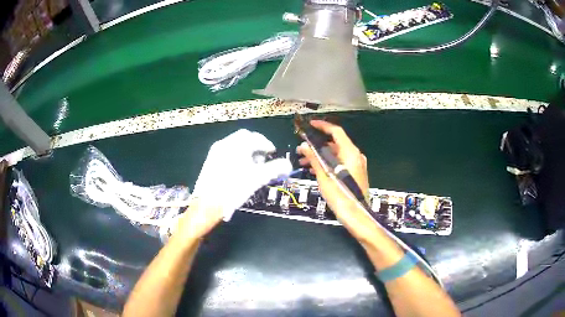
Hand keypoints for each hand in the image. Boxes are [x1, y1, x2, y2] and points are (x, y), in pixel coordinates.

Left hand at [173, 129, 291, 239]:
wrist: (208, 204)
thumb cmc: (234, 189)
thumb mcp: (258, 178)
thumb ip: (275, 168)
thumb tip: (288, 165)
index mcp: (236, 144)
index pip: (255, 137)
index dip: (266, 144)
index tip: (272, 153)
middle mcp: (224, 144)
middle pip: (244, 138)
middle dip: (256, 147)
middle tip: (263, 159)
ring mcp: (215, 152)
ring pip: (235, 145)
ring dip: (246, 151)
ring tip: (252, 166)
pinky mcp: (210, 161)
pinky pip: (227, 152)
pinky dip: (236, 156)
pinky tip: (239, 171)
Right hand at [297, 120, 375, 239]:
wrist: (356, 215)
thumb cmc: (340, 195)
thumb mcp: (324, 176)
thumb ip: (314, 158)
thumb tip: (304, 146)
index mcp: (350, 152)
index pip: (336, 131)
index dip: (322, 126)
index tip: (309, 125)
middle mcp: (355, 156)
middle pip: (335, 143)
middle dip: (317, 145)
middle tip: (301, 149)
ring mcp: (357, 165)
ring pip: (336, 154)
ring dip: (320, 155)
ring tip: (304, 162)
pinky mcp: (355, 174)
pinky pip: (340, 163)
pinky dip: (328, 163)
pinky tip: (314, 170)